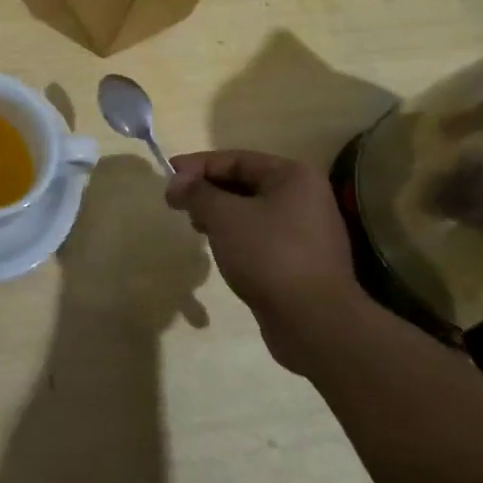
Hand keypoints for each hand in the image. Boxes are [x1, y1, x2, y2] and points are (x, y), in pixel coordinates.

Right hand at [165, 150, 378, 372]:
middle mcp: (305, 197)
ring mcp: (307, 231)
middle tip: (178, 203)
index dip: (198, 166)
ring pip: (252, 211)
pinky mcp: (302, 261)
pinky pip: (261, 237)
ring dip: (220, 215)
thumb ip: (197, 192)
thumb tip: (177, 181)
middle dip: (208, 191)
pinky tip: (220, 250)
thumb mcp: (224, 216)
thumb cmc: (269, 255)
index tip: (168, 177)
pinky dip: (237, 236)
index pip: (236, 159)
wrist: (314, 323)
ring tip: (196, 227)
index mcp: (293, 176)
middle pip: (245, 183)